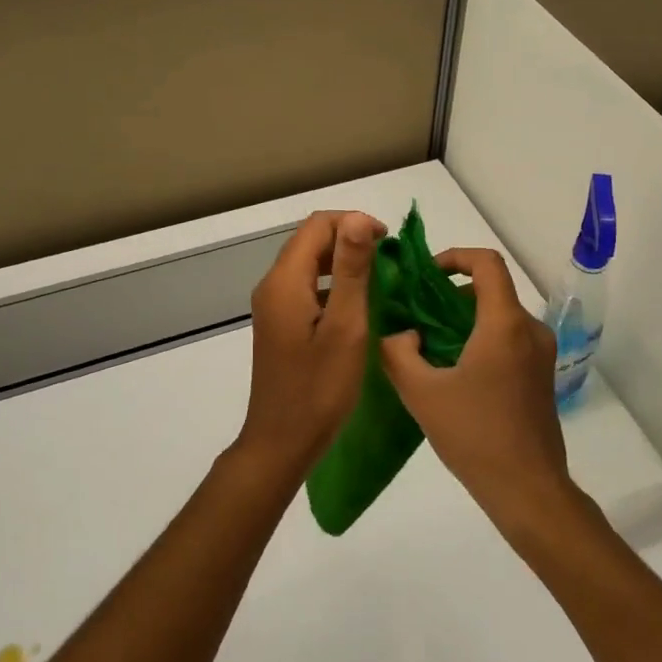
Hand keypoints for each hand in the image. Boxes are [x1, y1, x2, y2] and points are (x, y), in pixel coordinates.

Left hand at [236, 210, 385, 479]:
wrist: (281, 443)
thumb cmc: (319, 388)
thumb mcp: (345, 326)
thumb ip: (350, 270)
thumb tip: (358, 218)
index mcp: (285, 281)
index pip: (318, 225)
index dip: (354, 223)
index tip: (388, 245)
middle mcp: (273, 286)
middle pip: (311, 241)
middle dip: (350, 240)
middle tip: (388, 263)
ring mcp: (273, 306)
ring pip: (309, 264)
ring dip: (342, 262)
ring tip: (379, 281)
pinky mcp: (280, 324)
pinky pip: (306, 288)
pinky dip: (332, 285)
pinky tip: (357, 307)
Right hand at [379, 247, 576, 536]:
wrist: (527, 488)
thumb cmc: (474, 436)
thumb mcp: (421, 393)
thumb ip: (397, 352)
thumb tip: (401, 333)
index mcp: (505, 324)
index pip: (487, 263)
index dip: (455, 257)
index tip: (426, 275)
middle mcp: (530, 329)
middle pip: (492, 289)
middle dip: (452, 294)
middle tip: (417, 314)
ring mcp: (541, 353)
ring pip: (500, 315)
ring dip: (465, 319)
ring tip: (430, 345)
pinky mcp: (542, 375)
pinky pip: (510, 338)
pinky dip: (482, 338)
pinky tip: (455, 371)